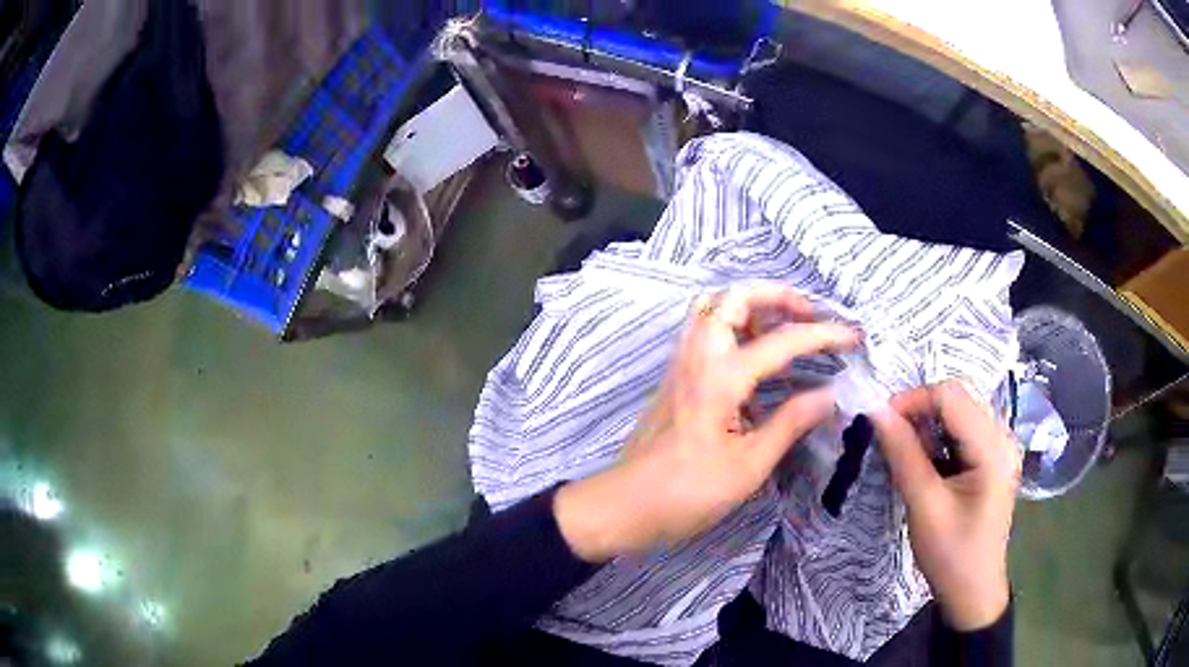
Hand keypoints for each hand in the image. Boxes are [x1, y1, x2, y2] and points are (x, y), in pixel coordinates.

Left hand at [555, 283, 858, 562]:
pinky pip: (702, 332)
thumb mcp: (748, 466)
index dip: (822, 335)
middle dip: (774, 295)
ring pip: (711, 309)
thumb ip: (790, 424)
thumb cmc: (687, 493)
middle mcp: (697, 357)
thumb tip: (830, 395)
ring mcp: (680, 364)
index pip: (781, 341)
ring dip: (749, 307)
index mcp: (720, 377)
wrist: (624, 505)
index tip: (853, 337)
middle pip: (731, 297)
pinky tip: (753, 362)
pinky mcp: (674, 378)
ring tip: (782, 330)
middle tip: (807, 315)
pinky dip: (731, 328)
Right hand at [868, 380, 1021, 630]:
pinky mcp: (993, 458)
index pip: (951, 397)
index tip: (880, 420)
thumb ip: (903, 455)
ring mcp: (1001, 446)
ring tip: (905, 450)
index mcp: (994, 448)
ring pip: (960, 411)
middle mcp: (1003, 437)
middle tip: (889, 436)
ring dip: (928, 423)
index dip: (913, 399)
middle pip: (958, 398)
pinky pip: (964, 430)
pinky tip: (926, 461)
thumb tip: (876, 411)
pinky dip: (939, 437)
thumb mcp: (924, 507)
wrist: (972, 591)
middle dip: (920, 410)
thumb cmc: (951, 555)